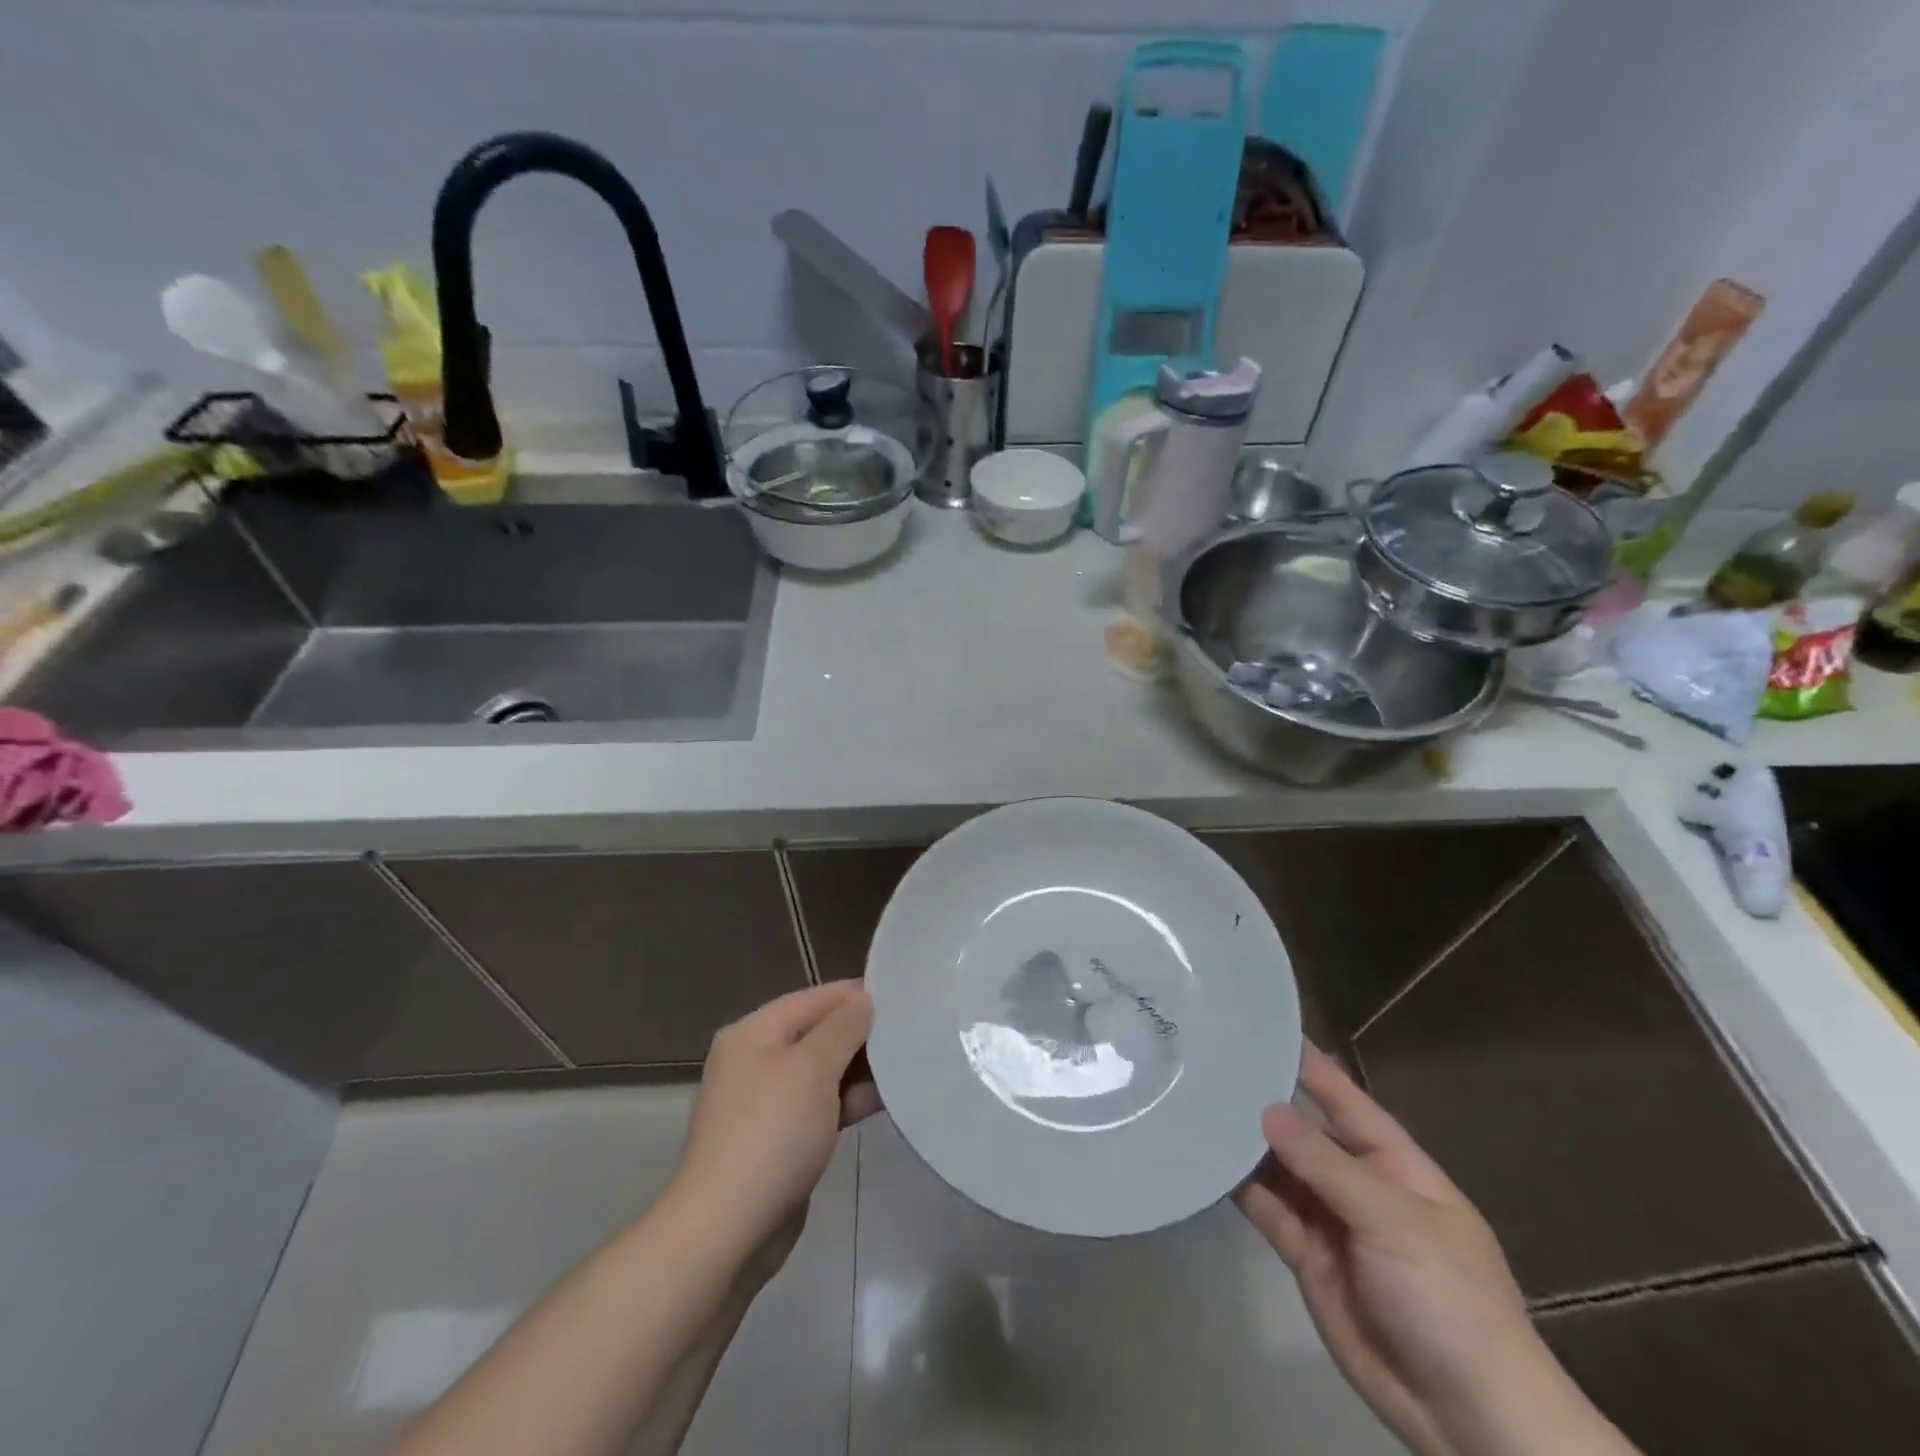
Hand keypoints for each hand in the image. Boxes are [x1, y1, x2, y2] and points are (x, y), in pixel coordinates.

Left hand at [668, 982, 880, 1283]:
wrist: (728, 1232)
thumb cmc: (771, 1134)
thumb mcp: (812, 1068)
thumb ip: (843, 1027)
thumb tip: (864, 1000)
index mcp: (755, 1032)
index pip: (815, 998)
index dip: (858, 995)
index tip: (904, 998)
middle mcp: (757, 1059)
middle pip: (819, 1032)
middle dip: (862, 1034)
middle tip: (913, 1032)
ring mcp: (767, 1102)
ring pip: (823, 1071)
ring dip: (860, 1070)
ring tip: (909, 1065)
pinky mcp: (780, 1138)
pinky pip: (821, 1105)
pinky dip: (849, 1101)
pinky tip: (886, 1101)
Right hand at [1236, 1047, 1612, 1455]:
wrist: (1470, 1418)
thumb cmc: (1449, 1299)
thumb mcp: (1394, 1221)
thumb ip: (1326, 1165)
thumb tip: (1267, 1109)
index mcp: (1393, 1162)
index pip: (1343, 1097)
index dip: (1307, 1062)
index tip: (1261, 1025)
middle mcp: (1357, 1181)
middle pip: (1303, 1130)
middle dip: (1262, 1100)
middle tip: (1207, 1062)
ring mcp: (1330, 1219)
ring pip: (1278, 1167)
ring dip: (1244, 1143)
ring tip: (1195, 1103)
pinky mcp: (1306, 1254)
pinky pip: (1268, 1209)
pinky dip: (1239, 1188)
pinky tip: (1205, 1161)